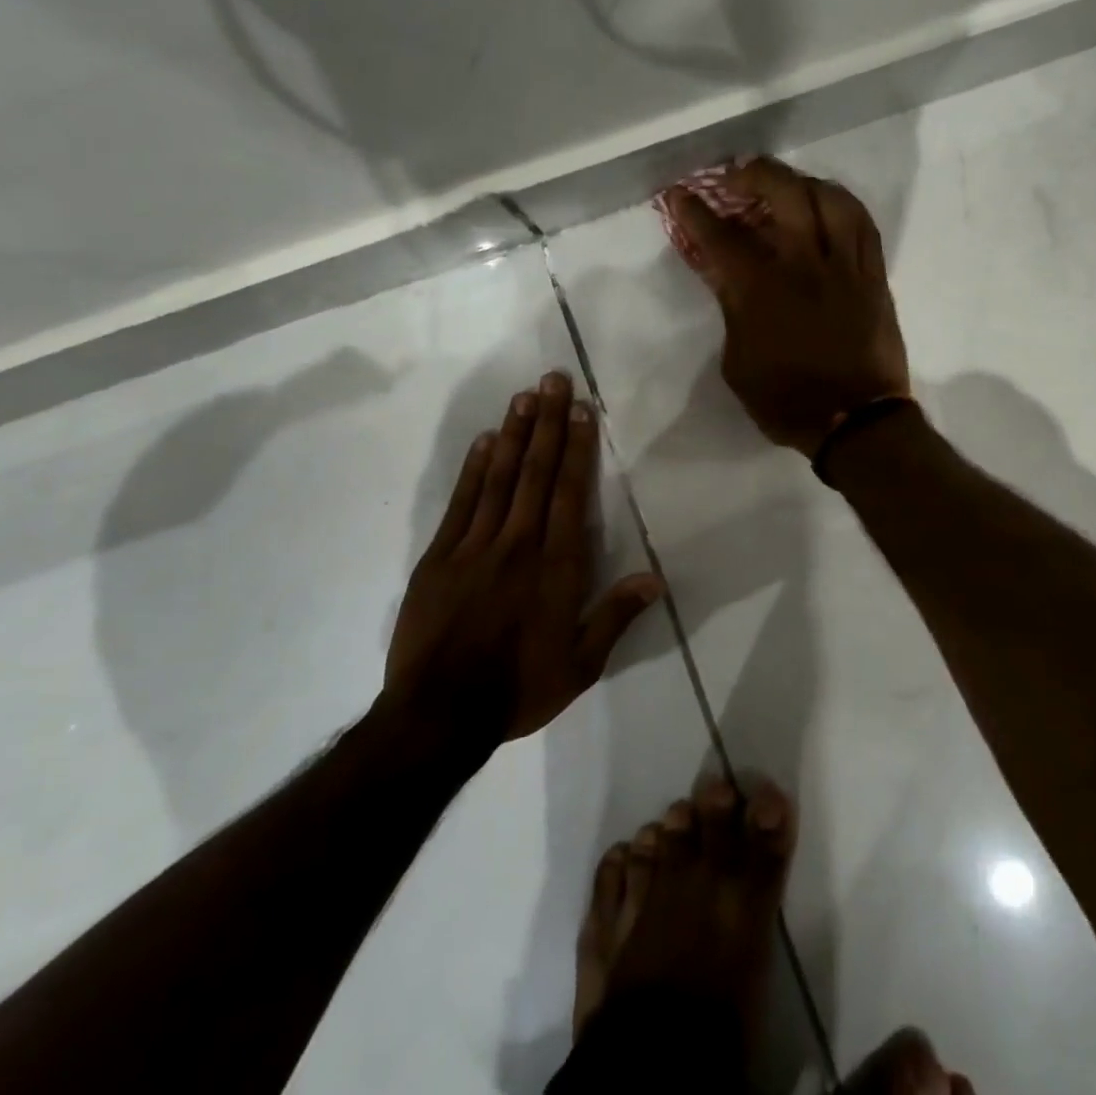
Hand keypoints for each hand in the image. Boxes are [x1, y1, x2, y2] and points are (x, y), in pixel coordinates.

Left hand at [384, 372, 664, 742]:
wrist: (438, 715)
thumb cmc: (517, 689)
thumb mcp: (580, 665)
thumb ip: (615, 616)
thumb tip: (657, 579)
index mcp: (555, 568)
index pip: (569, 494)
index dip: (577, 449)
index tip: (581, 410)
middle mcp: (517, 545)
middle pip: (535, 473)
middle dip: (547, 423)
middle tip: (552, 379)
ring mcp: (474, 547)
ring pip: (498, 478)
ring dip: (512, 434)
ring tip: (524, 396)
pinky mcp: (439, 557)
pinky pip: (460, 503)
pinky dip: (473, 469)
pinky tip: (483, 441)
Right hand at [668, 158, 910, 455]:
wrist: (854, 421)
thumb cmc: (786, 400)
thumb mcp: (737, 363)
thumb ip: (731, 311)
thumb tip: (726, 277)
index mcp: (761, 290)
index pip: (720, 237)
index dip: (694, 210)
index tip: (679, 194)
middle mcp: (804, 265)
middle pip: (783, 194)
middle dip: (753, 175)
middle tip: (735, 178)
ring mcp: (844, 266)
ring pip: (829, 198)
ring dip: (801, 181)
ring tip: (786, 185)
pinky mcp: (873, 276)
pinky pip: (863, 224)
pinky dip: (842, 204)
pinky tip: (828, 204)